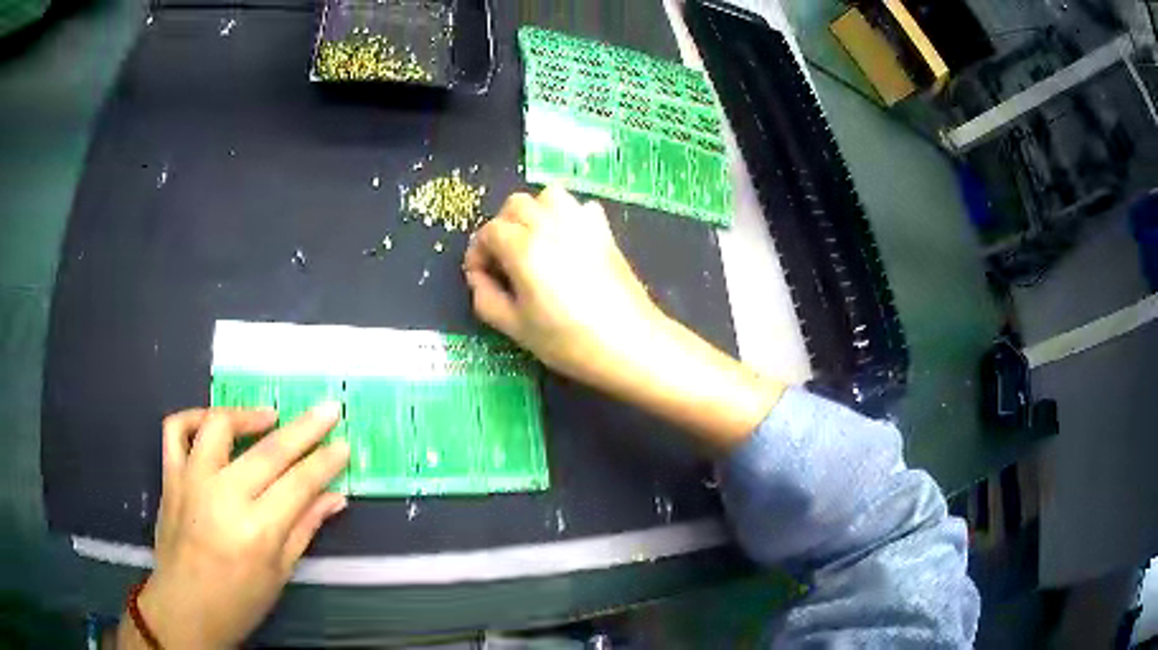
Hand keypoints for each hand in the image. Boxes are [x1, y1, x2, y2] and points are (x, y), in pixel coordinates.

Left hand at [119, 404, 349, 648]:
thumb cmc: (239, 602)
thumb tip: (335, 497)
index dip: (326, 462)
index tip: (344, 444)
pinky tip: (216, 422)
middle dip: (306, 428)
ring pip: (219, 426)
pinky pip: (177, 429)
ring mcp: (191, 481)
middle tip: (328, 410)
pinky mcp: (170, 475)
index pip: (299, 484)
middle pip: (269, 450)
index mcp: (257, 531)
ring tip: (270, 416)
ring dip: (248, 414)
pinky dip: (195, 416)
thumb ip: (305, 528)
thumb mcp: (279, 573)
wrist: (185, 608)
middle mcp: (223, 497)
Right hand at [463, 185, 662, 386]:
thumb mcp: (515, 327)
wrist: (629, 343)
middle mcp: (550, 224)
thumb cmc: (568, 341)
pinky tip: (567, 242)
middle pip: (514, 206)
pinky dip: (566, 215)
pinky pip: (579, 206)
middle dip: (501, 229)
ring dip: (533, 213)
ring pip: (547, 196)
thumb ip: (486, 298)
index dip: (478, 253)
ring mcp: (581, 222)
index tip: (481, 277)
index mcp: (523, 248)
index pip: (488, 232)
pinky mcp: (604, 230)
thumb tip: (477, 277)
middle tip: (504, 261)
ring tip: (534, 243)